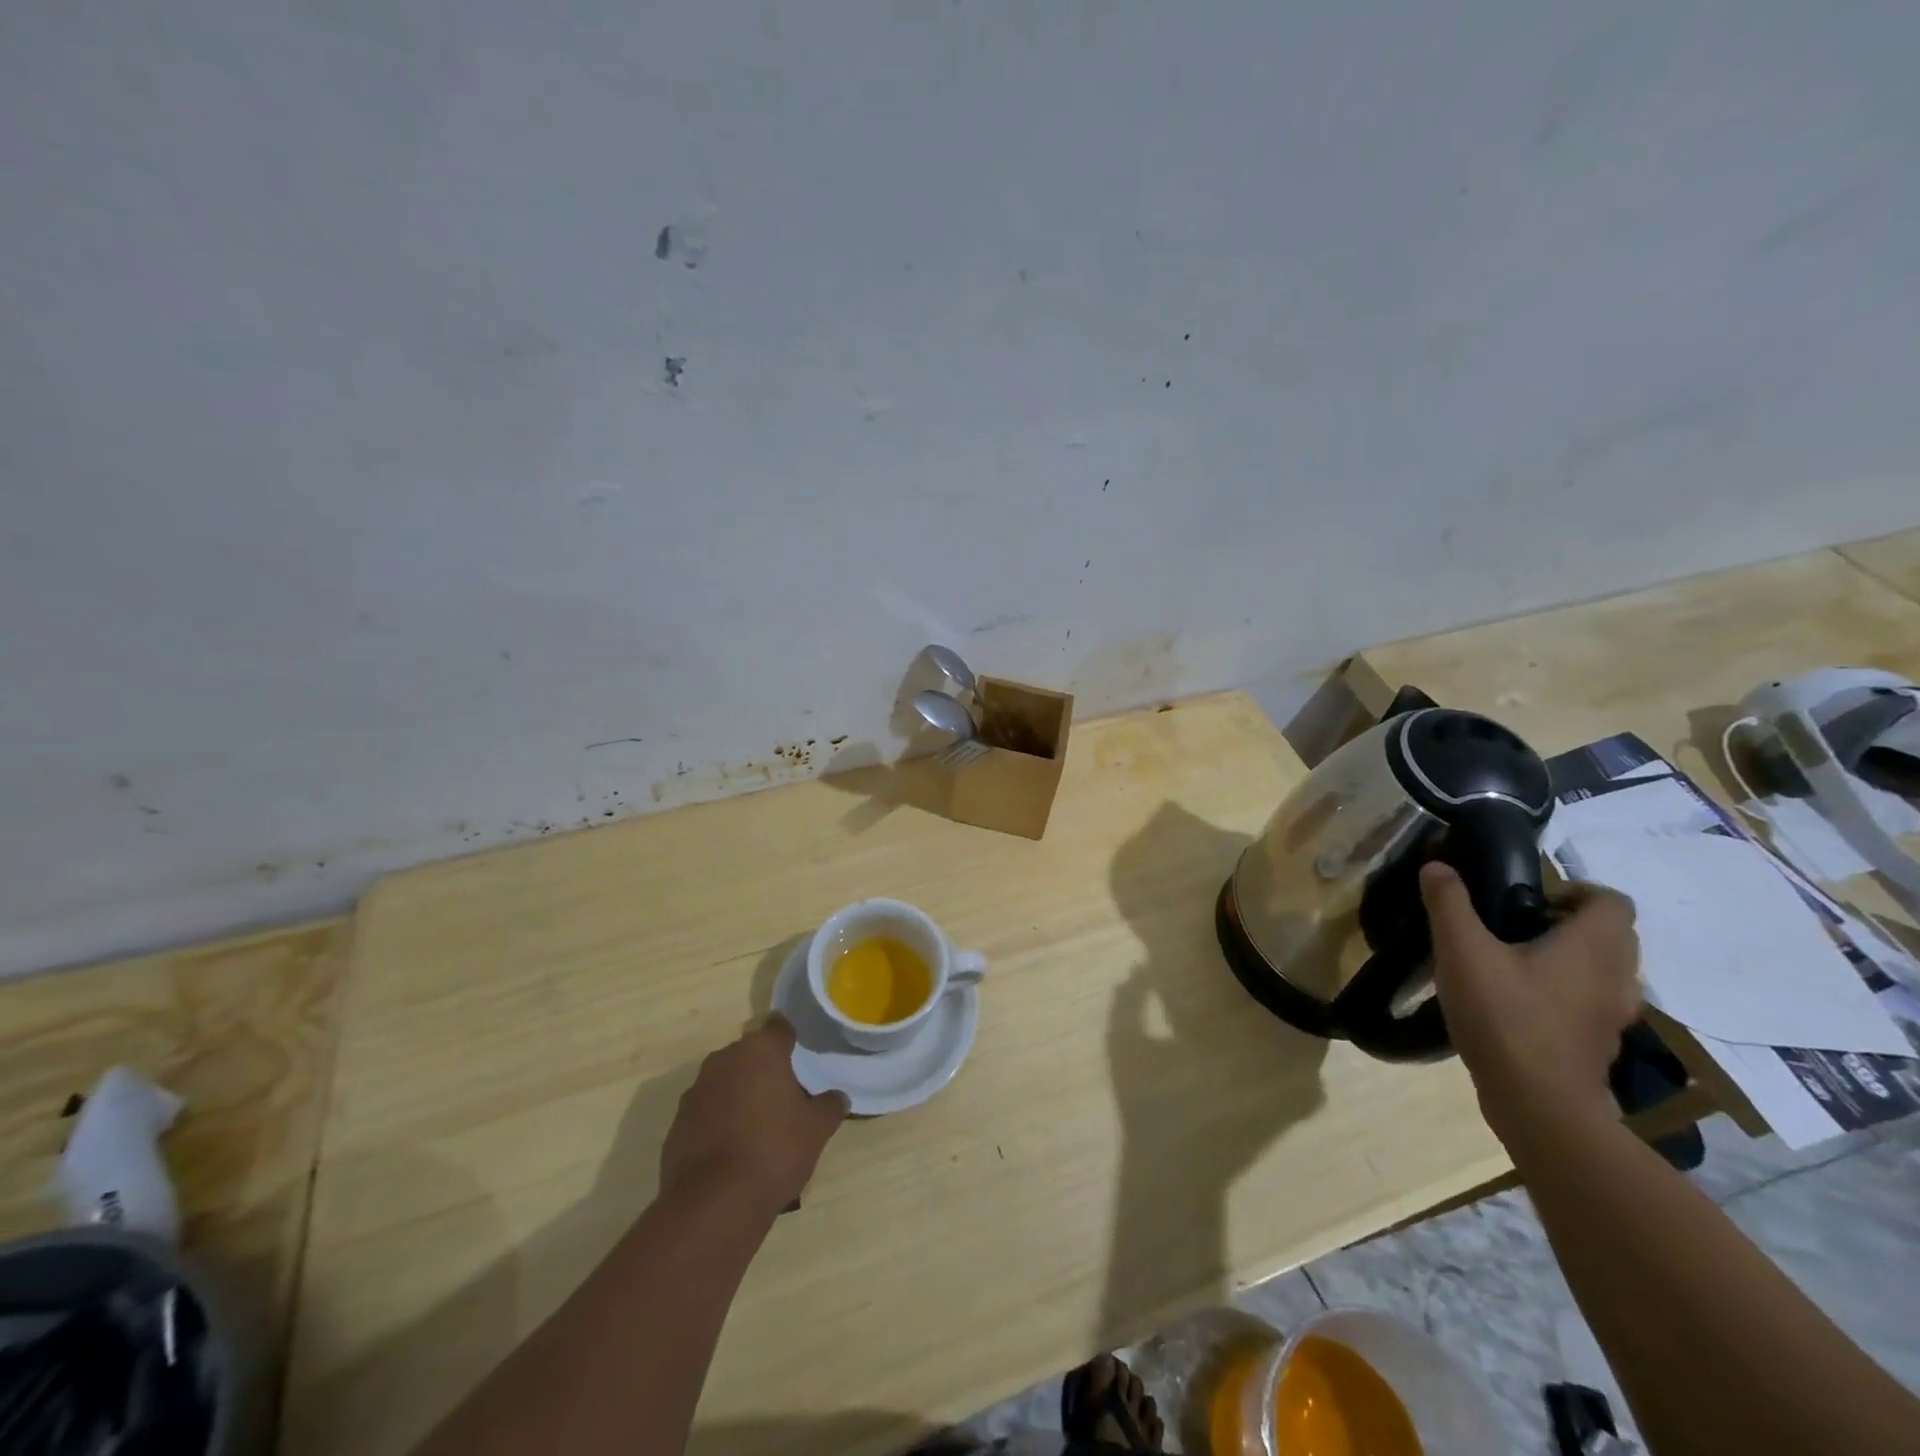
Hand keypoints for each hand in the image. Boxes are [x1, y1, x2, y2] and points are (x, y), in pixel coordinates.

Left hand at [659, 1016, 849, 1220]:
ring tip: (758, 1127)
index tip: (799, 1052)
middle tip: (784, 1096)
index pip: (779, 1027)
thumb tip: (838, 1098)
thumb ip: (829, 1106)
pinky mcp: (677, 1123)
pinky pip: (706, 1111)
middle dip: (764, 1070)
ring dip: (740, 1095)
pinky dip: (719, 1121)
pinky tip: (732, 1150)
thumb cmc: (774, 1151)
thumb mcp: (816, 1130)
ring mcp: (696, 1091)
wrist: (712, 1204)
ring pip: (726, 1082)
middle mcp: (725, 1060)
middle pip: (750, 1054)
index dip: (790, 1038)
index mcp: (761, 1051)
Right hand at [1421, 862, 1642, 1143]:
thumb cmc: (1505, 1016)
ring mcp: (1614, 1015)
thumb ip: (1449, 904)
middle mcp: (1617, 976)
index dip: (1574, 891)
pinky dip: (1564, 993)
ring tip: (1512, 963)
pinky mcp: (1599, 1043)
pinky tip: (1518, 1003)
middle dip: (1566, 923)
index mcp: (1594, 946)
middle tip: (1514, 927)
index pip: (1611, 900)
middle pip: (1610, 934)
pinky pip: (1590, 1002)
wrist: (1539, 1105)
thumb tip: (1437, 866)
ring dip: (1567, 959)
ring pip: (1602, 970)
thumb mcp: (1462, 951)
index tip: (1528, 901)